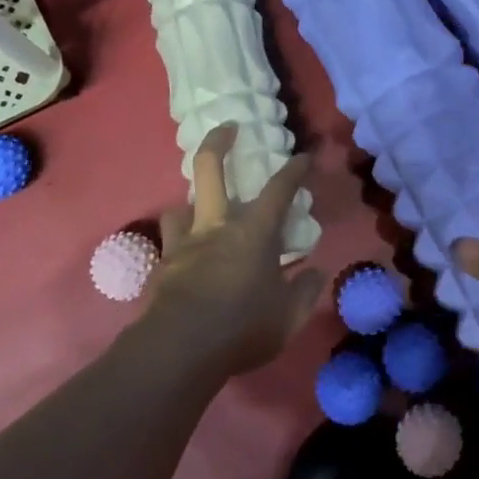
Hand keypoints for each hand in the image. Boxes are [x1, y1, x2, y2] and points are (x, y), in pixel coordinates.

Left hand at [145, 125, 325, 376]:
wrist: (179, 351)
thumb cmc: (242, 327)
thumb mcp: (288, 317)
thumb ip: (305, 291)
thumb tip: (316, 271)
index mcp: (254, 232)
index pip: (280, 189)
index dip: (294, 170)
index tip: (304, 156)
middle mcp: (217, 226)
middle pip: (210, 169)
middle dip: (218, 141)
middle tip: (228, 128)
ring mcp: (184, 245)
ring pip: (180, 206)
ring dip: (190, 203)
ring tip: (199, 211)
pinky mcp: (162, 268)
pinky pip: (169, 245)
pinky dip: (179, 244)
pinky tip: (185, 259)